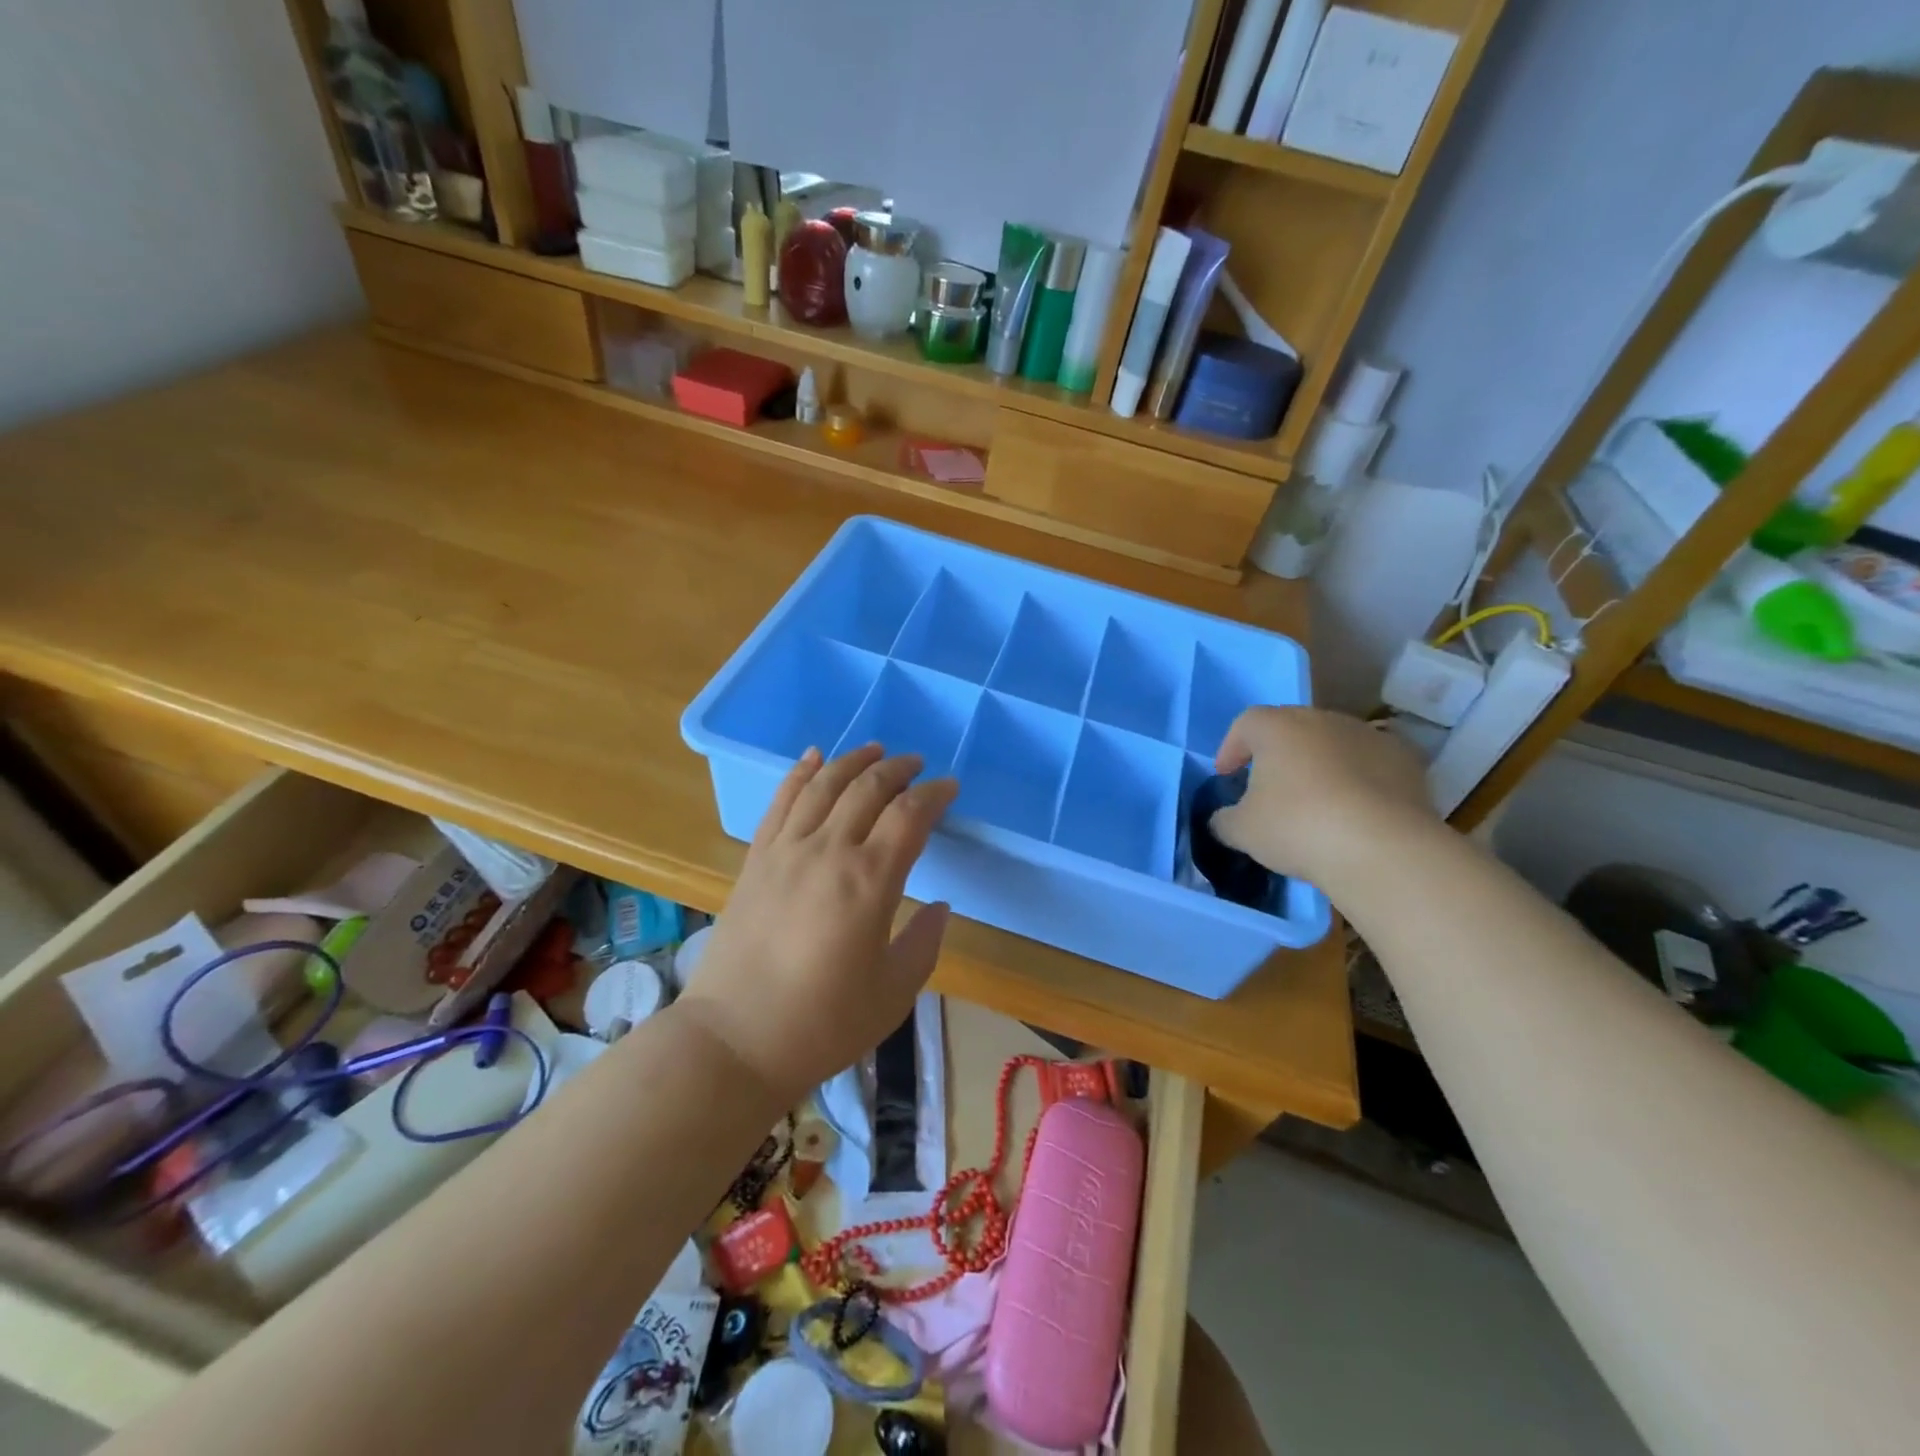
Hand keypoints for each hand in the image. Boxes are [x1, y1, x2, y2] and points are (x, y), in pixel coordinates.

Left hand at [679, 744, 957, 1103]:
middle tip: (917, 765)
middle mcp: (828, 851)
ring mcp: (786, 851)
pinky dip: (800, 773)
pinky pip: (780, 801)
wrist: (735, 1041)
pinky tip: (814, 756)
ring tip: (875, 749)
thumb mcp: (894, 992)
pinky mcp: (756, 860)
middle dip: (898, 769)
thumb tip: (939, 906)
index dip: (934, 795)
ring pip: (824, 784)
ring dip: (853, 760)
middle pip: (868, 788)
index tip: (950, 787)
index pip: (910, 816)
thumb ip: (924, 942)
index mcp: (870, 881)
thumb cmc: (823, 1024)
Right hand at [1210, 707, 1438, 884]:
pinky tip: (1356, 811)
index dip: (1232, 747)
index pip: (1246, 724)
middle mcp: (1322, 719)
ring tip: (1317, 802)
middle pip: (1292, 729)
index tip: (1227, 775)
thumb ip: (1224, 820)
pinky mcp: (1406, 761)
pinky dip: (1360, 780)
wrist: (1382, 848)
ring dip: (1320, 765)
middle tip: (1270, 788)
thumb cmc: (1297, 827)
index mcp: (1278, 727)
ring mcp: (1369, 736)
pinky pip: (1370, 764)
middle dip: (1278, 754)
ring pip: (1334, 744)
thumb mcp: (1242, 831)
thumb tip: (1223, 819)